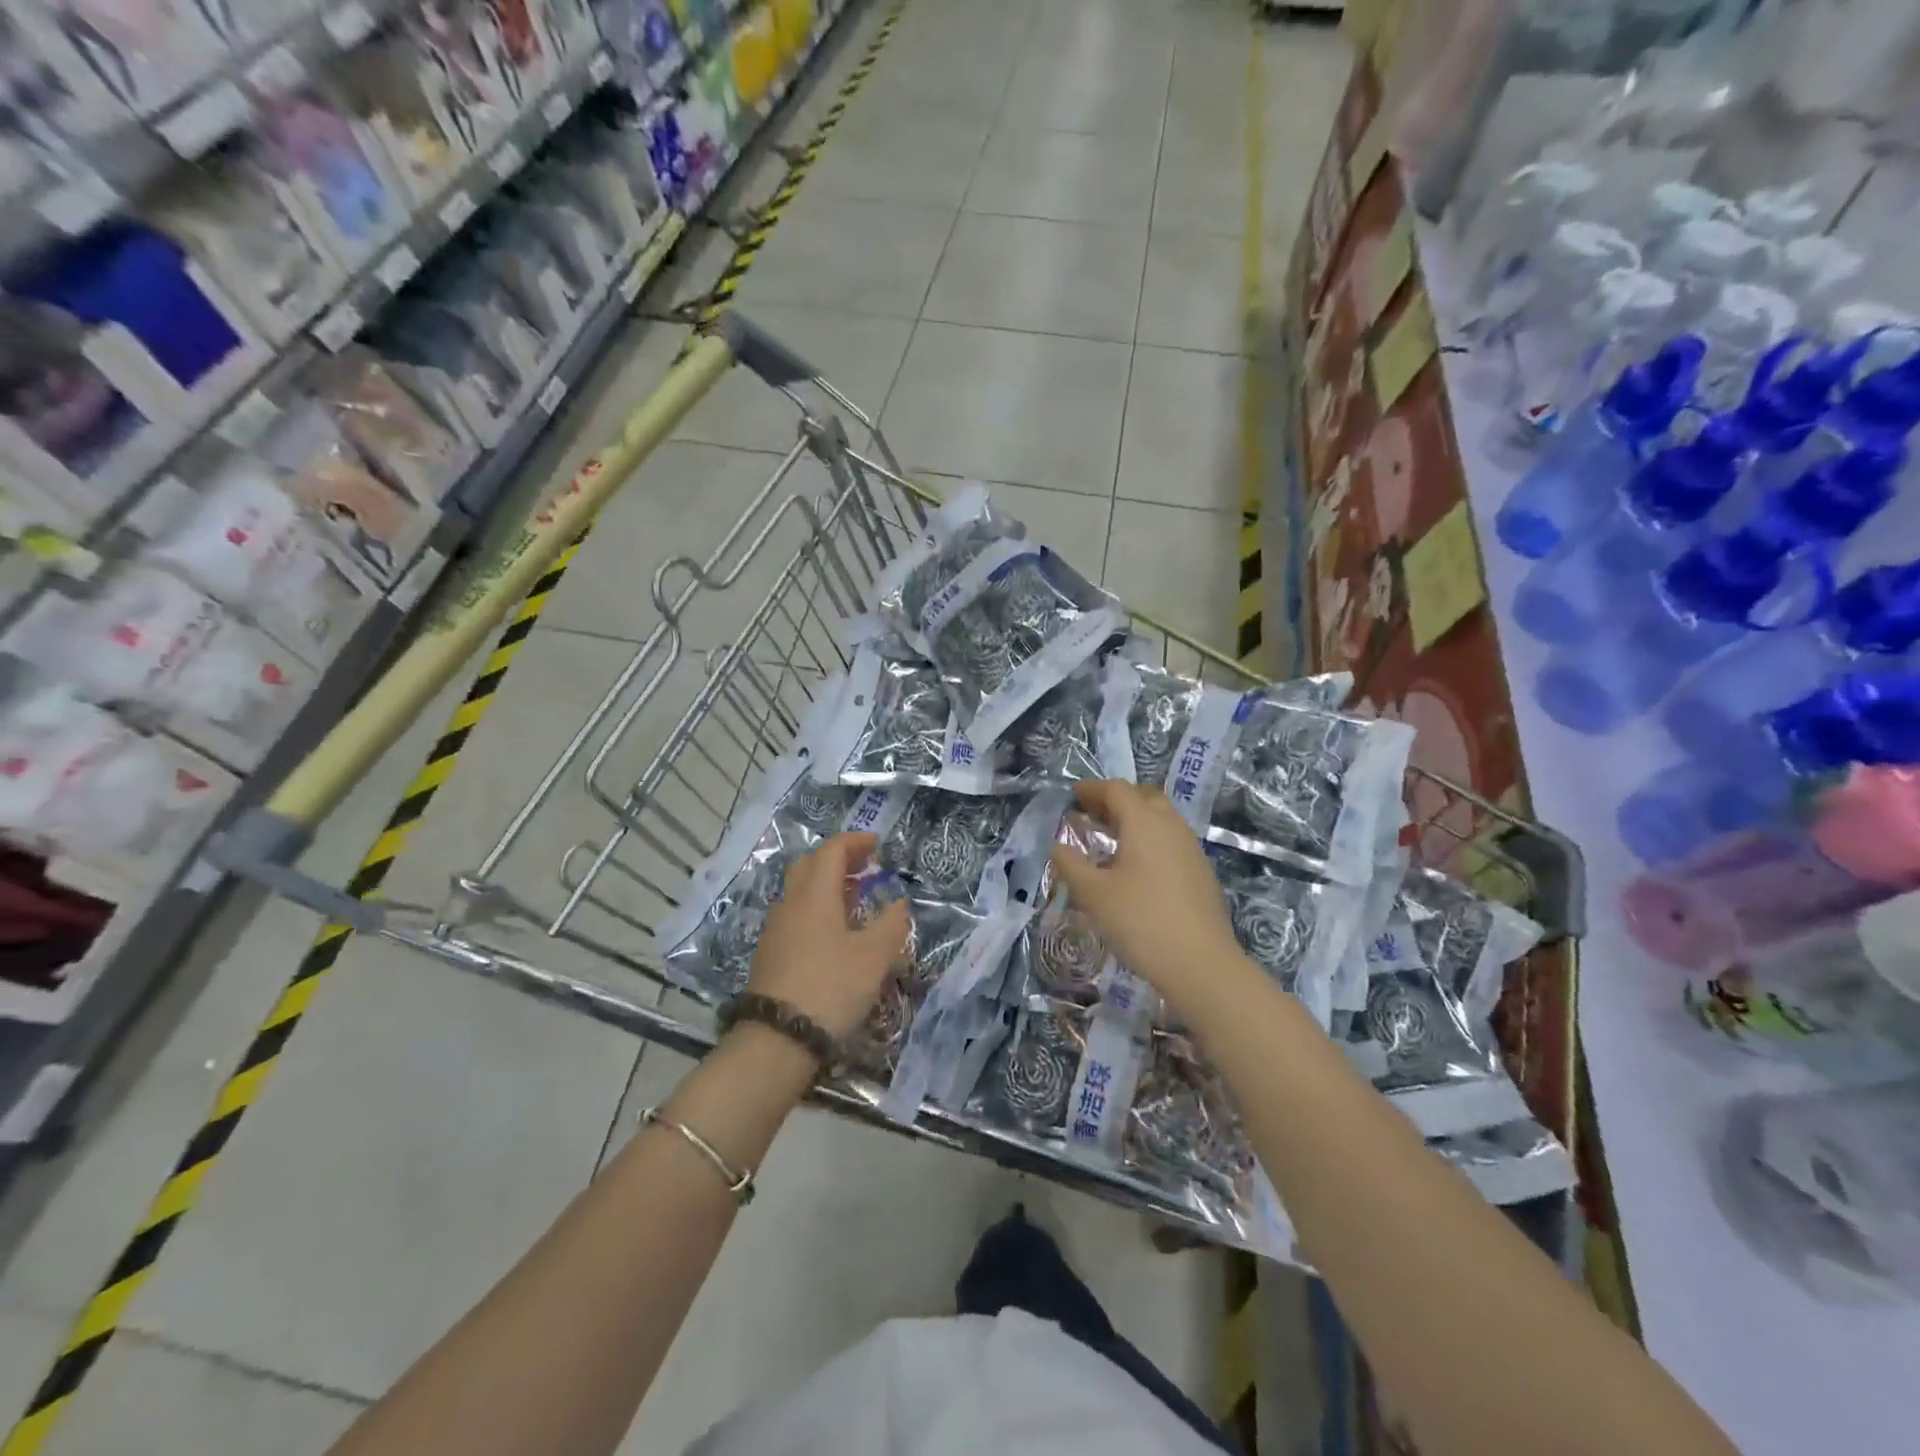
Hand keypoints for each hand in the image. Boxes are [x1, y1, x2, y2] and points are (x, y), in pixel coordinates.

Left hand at [747, 833, 909, 1043]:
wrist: (777, 1039)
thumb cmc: (831, 987)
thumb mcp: (874, 957)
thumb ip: (891, 925)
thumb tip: (899, 904)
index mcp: (815, 894)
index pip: (832, 851)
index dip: (855, 842)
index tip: (877, 844)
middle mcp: (791, 903)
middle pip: (811, 865)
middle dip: (839, 859)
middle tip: (865, 866)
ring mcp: (776, 928)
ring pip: (801, 891)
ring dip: (827, 885)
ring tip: (855, 899)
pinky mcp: (771, 953)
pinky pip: (796, 914)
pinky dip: (817, 908)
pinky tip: (834, 933)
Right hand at [1049, 781, 1250, 1014]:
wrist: (1201, 964)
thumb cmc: (1141, 921)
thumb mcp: (1094, 894)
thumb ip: (1070, 865)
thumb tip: (1057, 846)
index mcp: (1144, 823)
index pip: (1117, 790)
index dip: (1092, 789)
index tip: (1073, 796)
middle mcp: (1171, 826)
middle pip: (1143, 797)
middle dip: (1116, 800)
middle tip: (1092, 814)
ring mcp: (1191, 848)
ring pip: (1161, 818)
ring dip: (1135, 819)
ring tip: (1111, 840)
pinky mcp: (1201, 871)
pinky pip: (1171, 840)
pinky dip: (1149, 839)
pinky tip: (1136, 867)